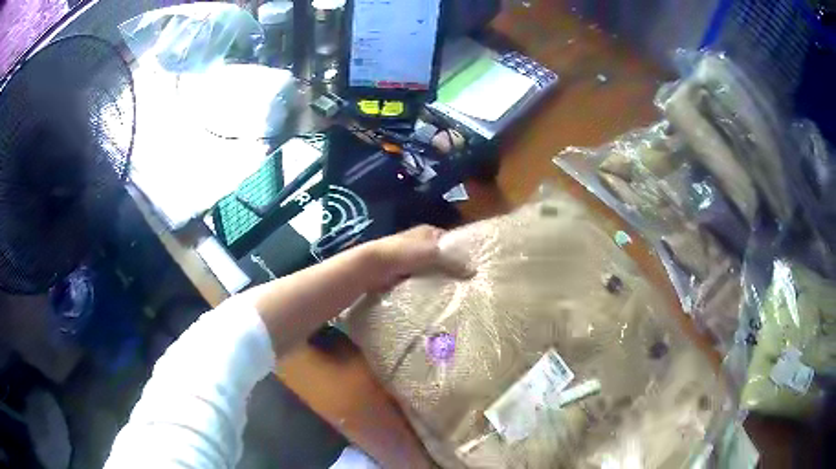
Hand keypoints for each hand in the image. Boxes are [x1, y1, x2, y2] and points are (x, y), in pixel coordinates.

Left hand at [366, 225, 472, 290]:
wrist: (373, 265)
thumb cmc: (404, 253)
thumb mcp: (433, 252)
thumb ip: (453, 260)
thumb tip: (474, 271)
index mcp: (428, 231)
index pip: (451, 241)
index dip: (461, 252)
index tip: (474, 267)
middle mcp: (419, 243)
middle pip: (441, 257)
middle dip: (450, 269)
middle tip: (465, 285)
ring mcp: (409, 260)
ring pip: (430, 270)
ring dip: (437, 280)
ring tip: (453, 294)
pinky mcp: (401, 275)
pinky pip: (419, 281)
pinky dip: (425, 288)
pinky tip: (434, 298)